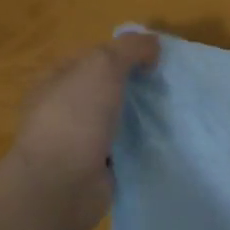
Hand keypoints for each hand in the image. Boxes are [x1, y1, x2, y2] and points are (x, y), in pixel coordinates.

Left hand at [6, 31, 159, 229]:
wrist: (61, 186)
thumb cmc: (76, 118)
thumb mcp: (103, 66)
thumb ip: (130, 48)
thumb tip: (153, 44)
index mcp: (55, 80)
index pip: (93, 57)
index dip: (124, 53)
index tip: (157, 59)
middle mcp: (63, 109)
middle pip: (107, 89)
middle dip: (137, 87)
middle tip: (169, 87)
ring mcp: (78, 140)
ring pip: (118, 120)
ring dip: (141, 118)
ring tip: (174, 113)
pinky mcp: (96, 168)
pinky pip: (125, 149)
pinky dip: (141, 146)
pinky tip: (164, 141)